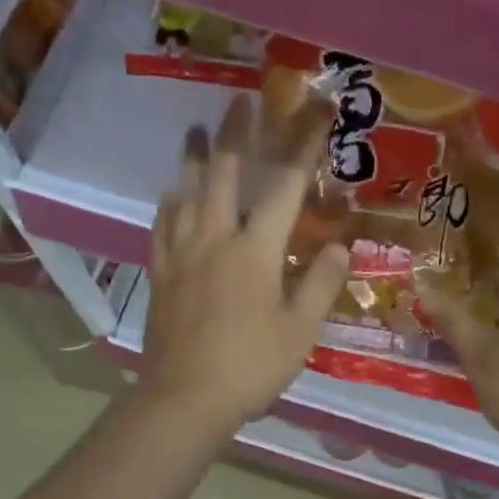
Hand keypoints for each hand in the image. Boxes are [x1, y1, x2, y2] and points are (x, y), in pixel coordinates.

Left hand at [140, 96, 348, 430]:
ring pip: (186, 192)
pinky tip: (170, 194)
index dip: (303, 146)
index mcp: (256, 250)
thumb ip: (319, 285)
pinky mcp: (159, 274)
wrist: (186, 398)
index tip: (317, 112)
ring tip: (197, 131)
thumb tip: (339, 247)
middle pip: (225, 173)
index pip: (286, 187)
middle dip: (237, 134)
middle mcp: (215, 238)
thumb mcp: (300, 331)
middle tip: (240, 101)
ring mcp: (181, 254)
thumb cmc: (251, 366)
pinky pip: (162, 226)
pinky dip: (169, 203)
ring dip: (194, 158)